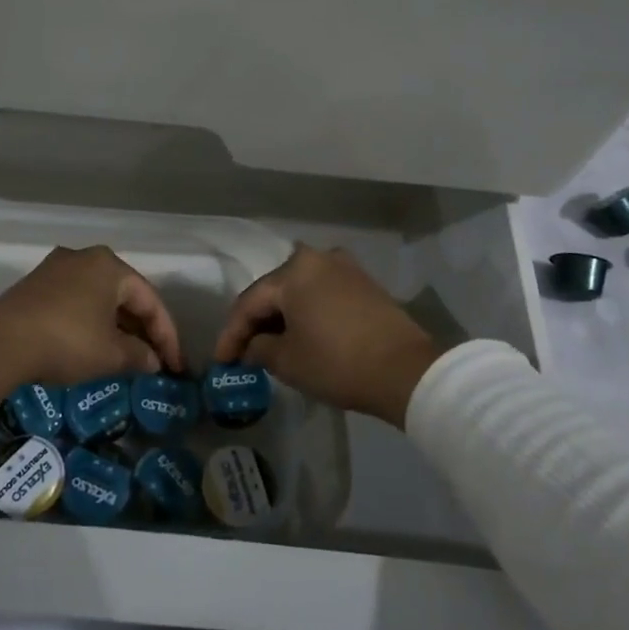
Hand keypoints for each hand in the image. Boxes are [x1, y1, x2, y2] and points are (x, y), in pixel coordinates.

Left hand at [0, 244, 182, 384]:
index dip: (167, 336)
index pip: (150, 300)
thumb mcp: (111, 355)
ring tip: (127, 356)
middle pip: (125, 295)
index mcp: (110, 265)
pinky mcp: (35, 284)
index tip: (175, 367)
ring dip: (116, 326)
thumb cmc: (67, 341)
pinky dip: (91, 322)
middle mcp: (85, 257)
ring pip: (99, 297)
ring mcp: (57, 268)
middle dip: (142, 329)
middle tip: (154, 360)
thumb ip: (139, 356)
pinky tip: (94, 345)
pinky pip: (76, 301)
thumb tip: (154, 362)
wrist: (0, 342)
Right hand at [214, 244, 442, 429]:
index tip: (221, 361)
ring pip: (299, 291)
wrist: (407, 371)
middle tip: (242, 351)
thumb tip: (253, 345)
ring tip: (270, 344)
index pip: (249, 302)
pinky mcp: (365, 283)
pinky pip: (322, 294)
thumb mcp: (288, 361)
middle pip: (275, 291)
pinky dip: (307, 313)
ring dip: (283, 316)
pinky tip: (301, 334)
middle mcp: (317, 258)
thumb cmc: (338, 362)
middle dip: (257, 322)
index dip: (231, 334)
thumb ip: (259, 348)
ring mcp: (345, 268)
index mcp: (293, 270)